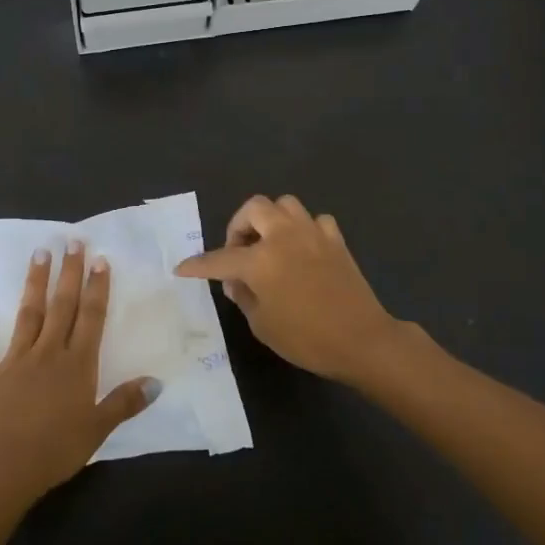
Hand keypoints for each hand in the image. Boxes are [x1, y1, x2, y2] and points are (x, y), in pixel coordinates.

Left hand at [0, 242, 158, 505]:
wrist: (5, 469)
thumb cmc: (57, 449)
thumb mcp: (98, 429)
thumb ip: (125, 402)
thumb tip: (156, 382)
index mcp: (77, 364)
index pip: (91, 317)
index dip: (97, 288)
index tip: (100, 259)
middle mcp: (48, 352)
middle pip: (61, 306)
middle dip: (69, 273)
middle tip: (72, 241)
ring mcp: (15, 360)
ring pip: (27, 314)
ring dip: (34, 283)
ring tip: (39, 253)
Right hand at [174, 195, 404, 383]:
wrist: (362, 340)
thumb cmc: (306, 338)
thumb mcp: (263, 325)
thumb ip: (245, 297)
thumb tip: (237, 282)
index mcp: (261, 260)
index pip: (219, 258)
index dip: (198, 265)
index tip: (182, 268)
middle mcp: (284, 236)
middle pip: (254, 208)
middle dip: (239, 226)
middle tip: (238, 252)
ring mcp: (313, 234)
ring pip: (285, 205)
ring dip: (271, 220)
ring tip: (269, 245)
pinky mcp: (336, 240)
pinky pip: (315, 221)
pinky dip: (304, 230)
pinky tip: (302, 250)